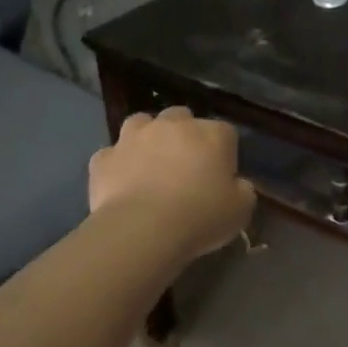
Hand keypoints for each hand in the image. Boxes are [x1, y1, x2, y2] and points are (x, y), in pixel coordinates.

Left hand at [88, 108, 255, 261]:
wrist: (143, 229)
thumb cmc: (201, 216)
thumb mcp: (241, 209)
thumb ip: (243, 190)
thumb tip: (237, 184)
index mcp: (212, 134)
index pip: (225, 133)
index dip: (224, 153)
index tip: (222, 176)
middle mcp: (173, 125)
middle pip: (182, 117)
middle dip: (184, 135)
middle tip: (185, 165)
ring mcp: (134, 137)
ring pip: (141, 123)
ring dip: (147, 137)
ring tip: (149, 163)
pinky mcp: (104, 158)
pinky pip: (112, 155)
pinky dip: (117, 164)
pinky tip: (121, 183)